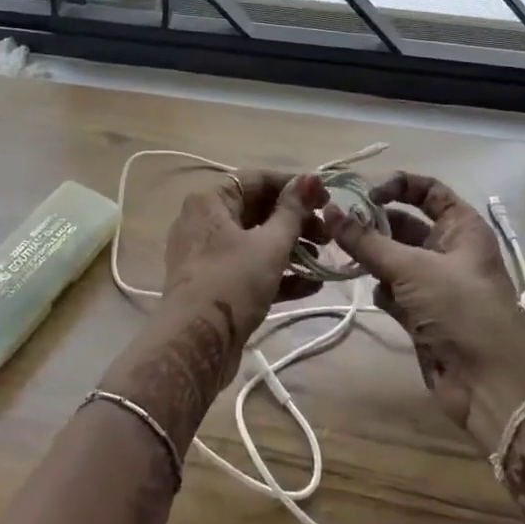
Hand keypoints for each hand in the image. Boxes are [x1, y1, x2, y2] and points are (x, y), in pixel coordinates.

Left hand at [159, 171, 328, 344]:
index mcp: (210, 201)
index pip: (256, 180)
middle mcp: (204, 222)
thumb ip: (292, 211)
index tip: (325, 197)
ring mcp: (208, 255)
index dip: (293, 185)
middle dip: (295, 220)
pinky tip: (312, 286)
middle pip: (257, 210)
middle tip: (328, 233)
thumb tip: (310, 179)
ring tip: (323, 259)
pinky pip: (250, 269)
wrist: (196, 344)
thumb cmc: (232, 282)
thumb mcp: (269, 244)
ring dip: (291, 248)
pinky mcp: (216, 285)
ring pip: (255, 242)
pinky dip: (278, 273)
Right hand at [325, 173, 524, 452]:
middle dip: (374, 224)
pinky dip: (381, 289)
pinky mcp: (423, 315)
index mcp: (461, 228)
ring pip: (394, 258)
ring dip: (371, 256)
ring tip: (343, 255)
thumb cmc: (460, 308)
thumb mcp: (411, 267)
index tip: (364, 196)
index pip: (428, 191)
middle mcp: (449, 250)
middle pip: (405, 224)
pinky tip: (374, 293)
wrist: (492, 384)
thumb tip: (328, 211)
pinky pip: (393, 290)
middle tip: (337, 225)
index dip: (397, 186)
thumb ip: (366, 240)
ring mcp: (435, 284)